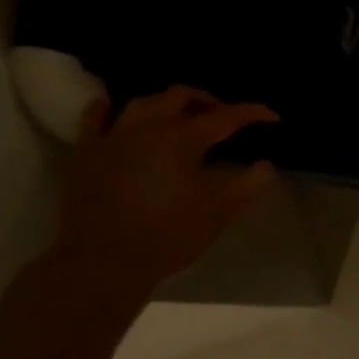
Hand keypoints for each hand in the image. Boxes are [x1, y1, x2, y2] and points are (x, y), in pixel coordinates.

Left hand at [54, 85, 278, 287]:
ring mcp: (113, 137)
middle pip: (180, 96)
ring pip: (142, 102)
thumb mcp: (219, 211)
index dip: (252, 113)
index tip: (272, 117)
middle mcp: (148, 128)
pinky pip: (94, 118)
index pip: (226, 116)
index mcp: (183, 139)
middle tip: (223, 117)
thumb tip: (265, 166)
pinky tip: (113, 106)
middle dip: (207, 101)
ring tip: (179, 115)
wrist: (103, 261)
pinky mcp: (86, 153)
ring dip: (166, 103)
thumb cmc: (168, 234)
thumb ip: (248, 184)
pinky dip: (107, 107)